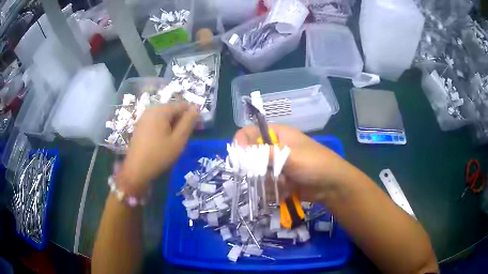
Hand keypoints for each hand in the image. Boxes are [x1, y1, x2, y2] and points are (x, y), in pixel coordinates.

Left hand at [118, 103, 198, 195]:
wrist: (137, 169)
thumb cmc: (159, 155)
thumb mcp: (178, 140)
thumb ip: (188, 122)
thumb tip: (196, 108)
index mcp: (161, 110)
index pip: (182, 105)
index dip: (191, 115)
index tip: (195, 129)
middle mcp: (151, 109)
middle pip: (172, 109)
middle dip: (180, 120)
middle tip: (183, 137)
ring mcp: (144, 116)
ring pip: (164, 115)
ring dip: (172, 124)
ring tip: (173, 140)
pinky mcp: (140, 124)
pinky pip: (156, 120)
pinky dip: (163, 127)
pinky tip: (163, 140)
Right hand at [234, 125, 352, 202]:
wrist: (331, 185)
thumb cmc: (314, 164)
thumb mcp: (289, 156)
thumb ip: (264, 154)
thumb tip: (239, 152)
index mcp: (278, 135)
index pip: (250, 132)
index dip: (241, 142)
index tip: (238, 157)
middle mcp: (275, 148)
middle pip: (251, 155)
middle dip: (254, 167)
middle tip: (262, 175)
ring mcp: (277, 165)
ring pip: (257, 172)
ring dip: (265, 180)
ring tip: (281, 184)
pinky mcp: (279, 179)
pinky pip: (266, 183)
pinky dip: (272, 189)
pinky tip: (285, 191)